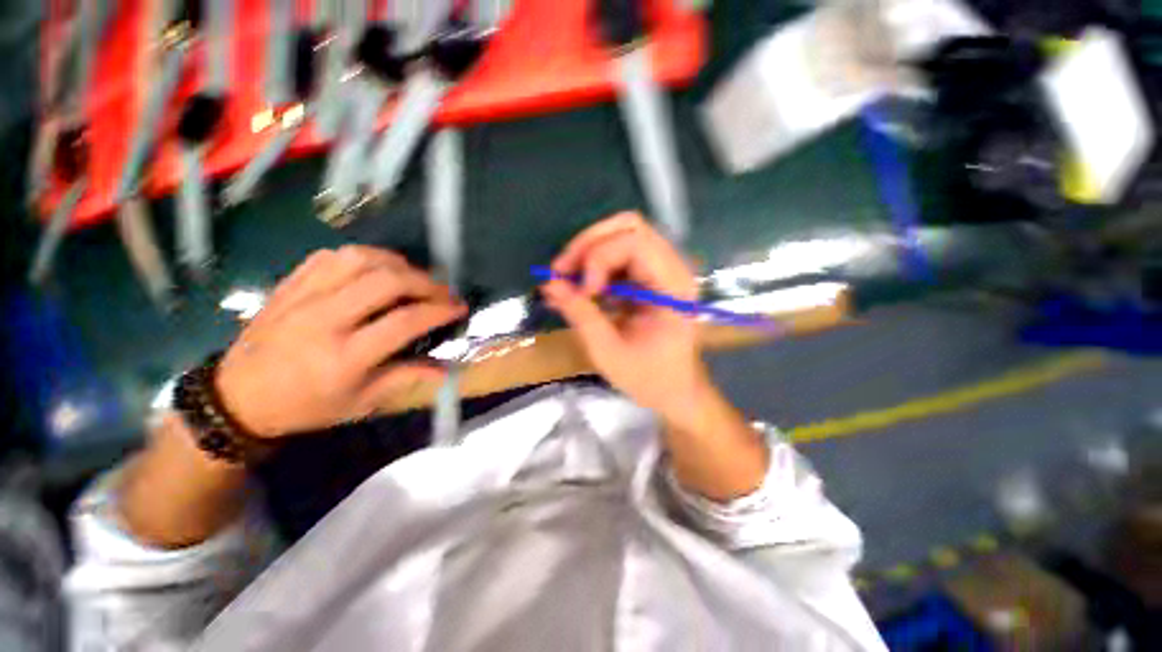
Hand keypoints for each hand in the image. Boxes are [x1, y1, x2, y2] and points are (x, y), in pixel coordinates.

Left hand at [215, 246, 465, 436]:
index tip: (460, 308)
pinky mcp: (290, 284)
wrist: (237, 396)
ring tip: (414, 277)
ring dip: (398, 263)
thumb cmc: (306, 406)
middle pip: (387, 282)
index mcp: (344, 357)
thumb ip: (406, 379)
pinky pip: (333, 256)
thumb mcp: (360, 403)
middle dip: (426, 282)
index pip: (405, 321)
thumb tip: (447, 369)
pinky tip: (377, 269)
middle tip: (443, 292)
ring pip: (360, 259)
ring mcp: (304, 297)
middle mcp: (325, 320)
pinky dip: (365, 257)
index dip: (440, 310)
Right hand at [541, 213, 713, 423]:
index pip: (635, 242)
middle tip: (562, 271)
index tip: (582, 291)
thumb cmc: (649, 378)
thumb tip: (550, 284)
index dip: (599, 257)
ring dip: (588, 252)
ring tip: (566, 279)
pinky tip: (579, 287)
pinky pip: (618, 255)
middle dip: (589, 245)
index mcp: (673, 287)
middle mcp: (673, 268)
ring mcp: (662, 270)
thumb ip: (581, 315)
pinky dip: (593, 265)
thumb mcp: (609, 352)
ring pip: (621, 235)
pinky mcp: (649, 277)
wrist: (675, 391)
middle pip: (629, 227)